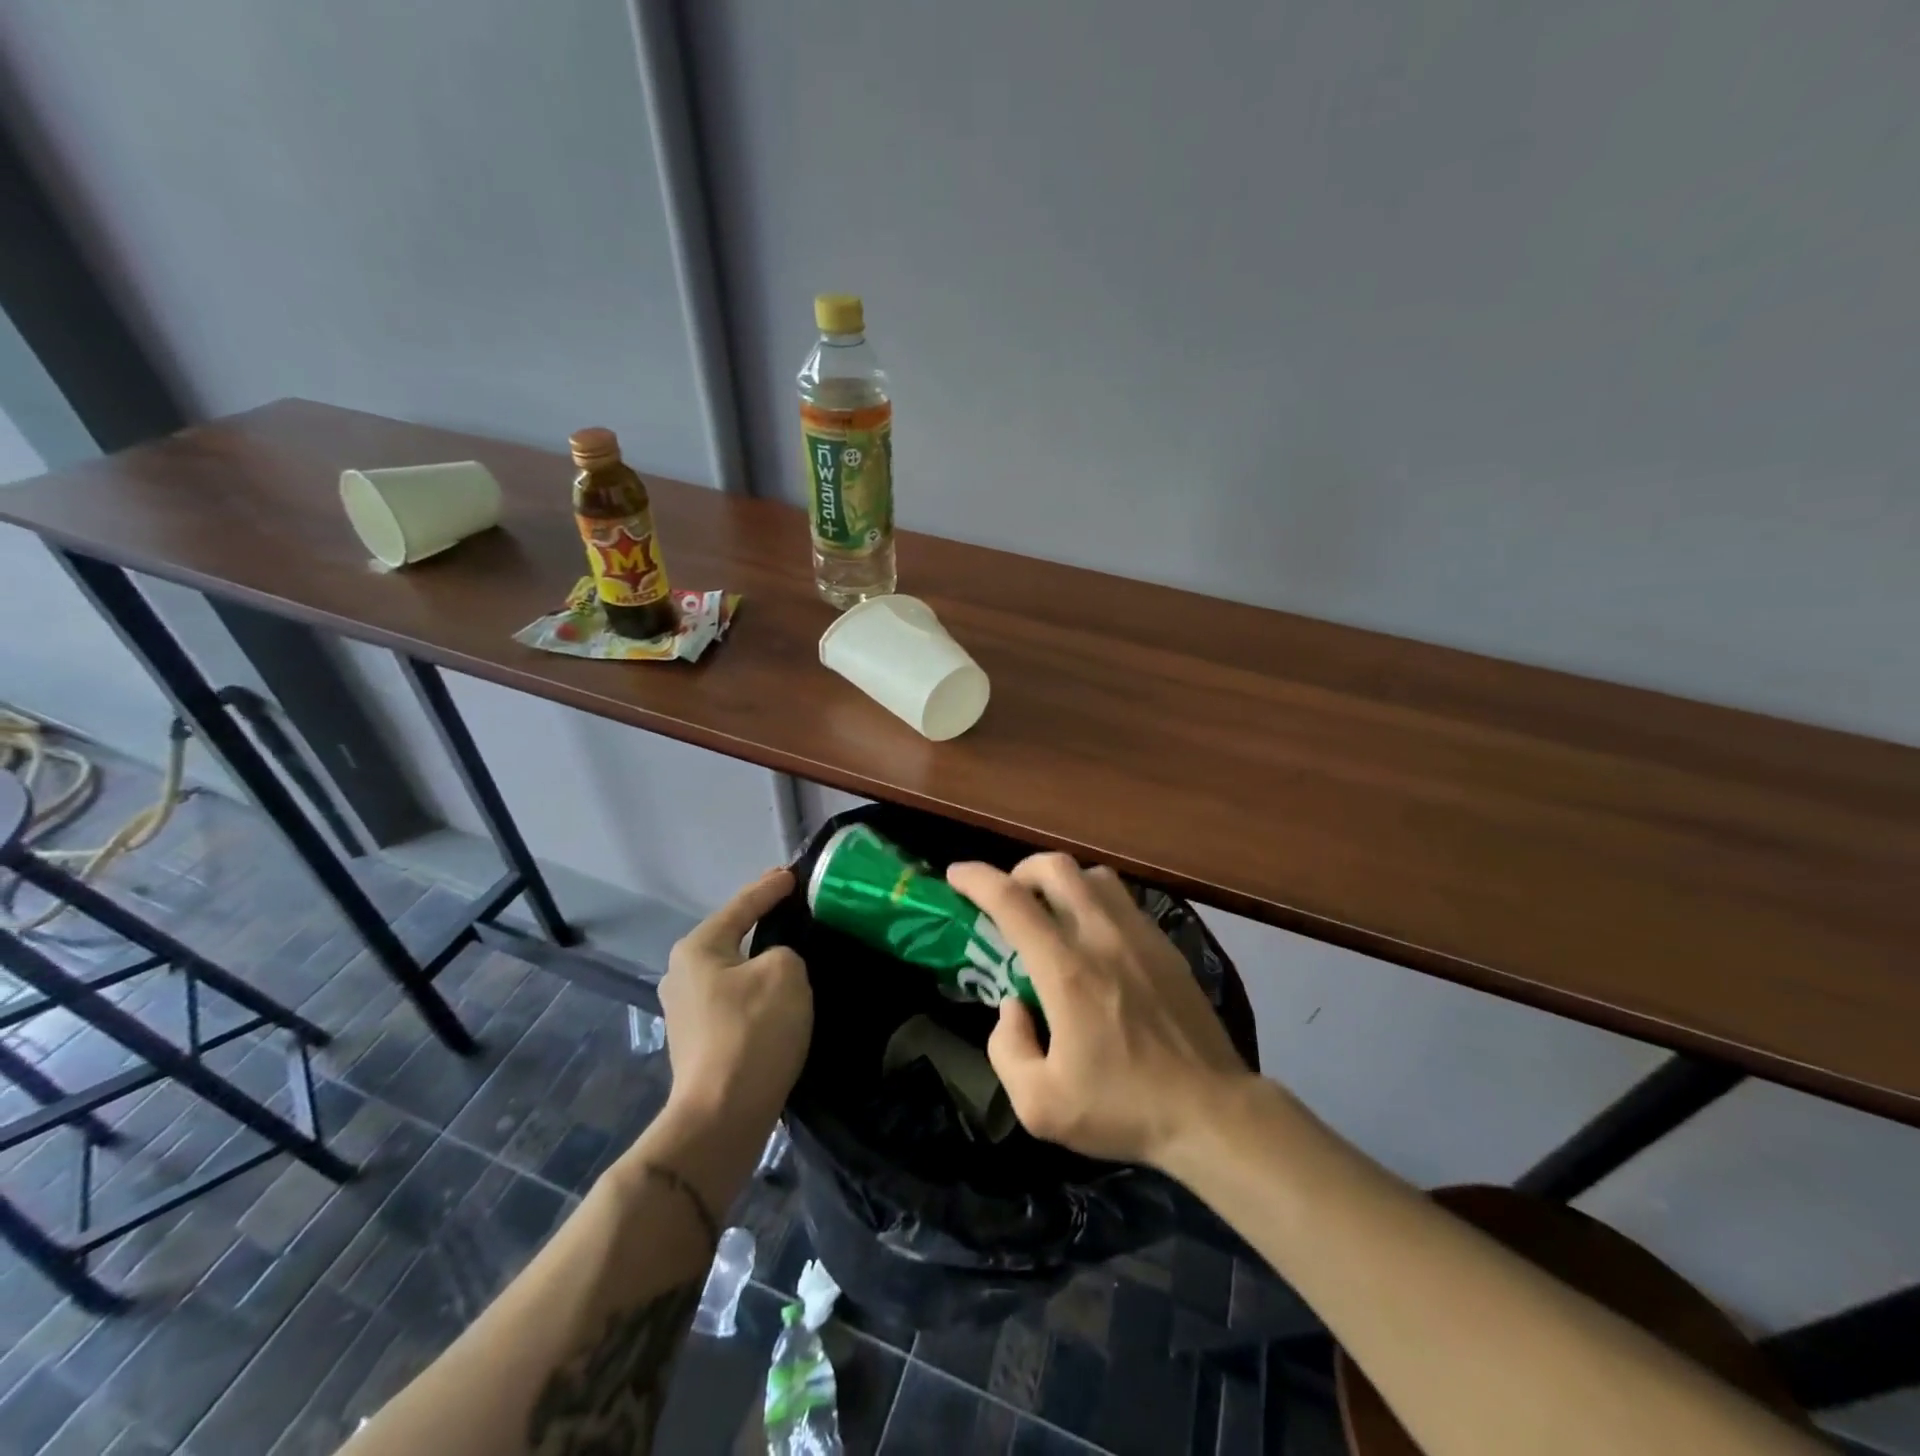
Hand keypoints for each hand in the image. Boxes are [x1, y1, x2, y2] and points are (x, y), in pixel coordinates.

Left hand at [658, 868, 812, 1132]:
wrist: (721, 1117)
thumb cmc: (752, 1032)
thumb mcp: (785, 972)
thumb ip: (784, 951)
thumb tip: (773, 965)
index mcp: (698, 948)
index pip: (742, 905)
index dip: (771, 887)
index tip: (794, 874)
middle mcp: (682, 973)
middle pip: (732, 935)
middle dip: (763, 922)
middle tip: (796, 908)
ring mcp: (686, 1010)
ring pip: (733, 969)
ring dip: (760, 960)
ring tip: (793, 951)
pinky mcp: (698, 1041)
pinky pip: (734, 998)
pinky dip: (756, 990)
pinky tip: (778, 995)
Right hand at [948, 854, 1252, 1167]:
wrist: (1211, 1112)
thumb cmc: (1122, 1108)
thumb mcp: (1039, 1105)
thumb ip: (1006, 1048)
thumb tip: (1011, 1004)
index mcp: (1066, 970)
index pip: (1011, 901)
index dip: (976, 879)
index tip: (955, 875)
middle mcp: (1102, 937)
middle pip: (1056, 868)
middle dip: (1020, 871)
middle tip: (1008, 899)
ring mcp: (1140, 936)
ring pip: (1094, 875)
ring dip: (1062, 882)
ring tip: (1051, 913)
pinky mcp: (1166, 945)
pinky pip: (1123, 900)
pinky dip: (1095, 901)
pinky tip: (1094, 938)